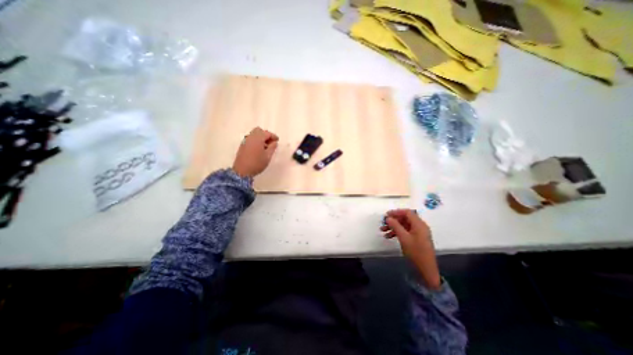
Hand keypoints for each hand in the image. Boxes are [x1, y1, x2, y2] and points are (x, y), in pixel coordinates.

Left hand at [232, 126, 278, 177]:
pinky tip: (259, 149)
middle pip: (259, 130)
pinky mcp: (242, 146)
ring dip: (261, 138)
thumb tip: (274, 142)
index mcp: (257, 139)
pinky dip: (256, 141)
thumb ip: (272, 147)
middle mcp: (250, 137)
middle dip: (266, 135)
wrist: (242, 171)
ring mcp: (245, 141)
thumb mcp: (268, 156)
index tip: (277, 140)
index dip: (273, 136)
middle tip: (271, 142)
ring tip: (266, 147)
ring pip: (254, 134)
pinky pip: (250, 139)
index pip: (267, 133)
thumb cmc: (257, 163)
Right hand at [381, 209, 440, 289]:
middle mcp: (420, 226)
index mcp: (419, 224)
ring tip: (383, 231)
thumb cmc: (415, 252)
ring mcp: (418, 233)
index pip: (407, 212)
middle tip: (383, 223)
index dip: (396, 212)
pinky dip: (397, 232)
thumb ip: (395, 226)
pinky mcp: (417, 238)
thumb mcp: (404, 238)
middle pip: (405, 218)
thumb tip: (388, 218)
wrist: (426, 269)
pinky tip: (389, 237)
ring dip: (393, 227)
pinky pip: (406, 231)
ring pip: (404, 225)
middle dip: (393, 220)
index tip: (386, 215)